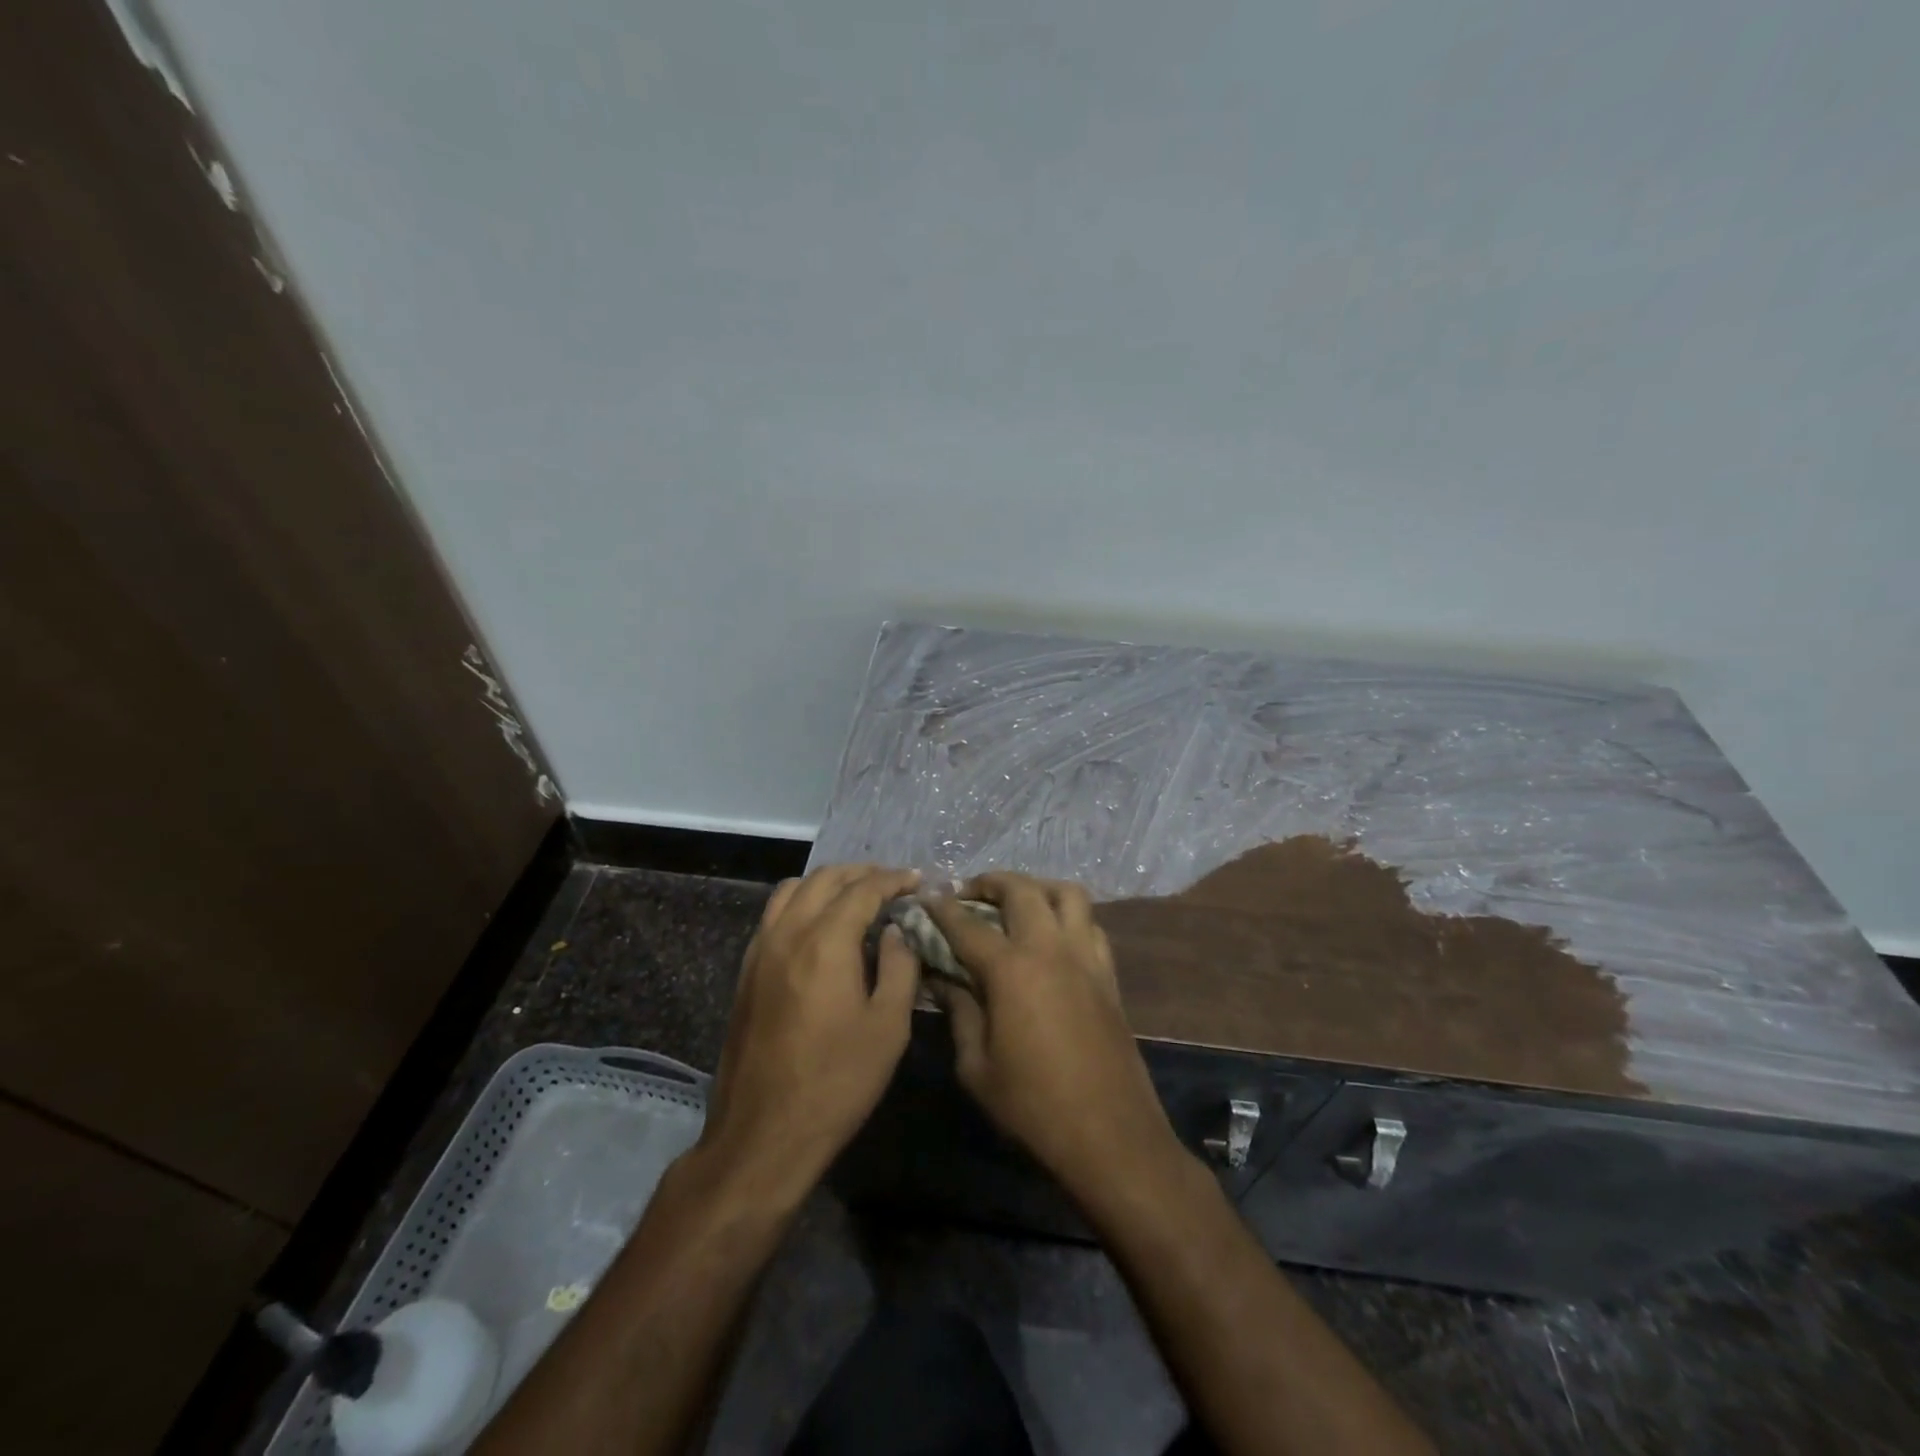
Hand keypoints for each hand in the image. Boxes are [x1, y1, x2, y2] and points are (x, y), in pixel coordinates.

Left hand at [700, 864, 921, 1200]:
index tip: (916, 880)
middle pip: (824, 879)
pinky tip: (820, 926)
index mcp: (825, 942)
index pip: (863, 890)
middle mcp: (788, 933)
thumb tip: (896, 932)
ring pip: (792, 890)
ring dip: (827, 883)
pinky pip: (774, 914)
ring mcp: (760, 950)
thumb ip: (899, 968)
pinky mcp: (746, 971)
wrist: (763, 1134)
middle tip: (891, 884)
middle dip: (861, 873)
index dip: (893, 880)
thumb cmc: (836, 1083)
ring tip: (856, 897)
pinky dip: (802, 902)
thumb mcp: (887, 1028)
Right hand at [923, 873, 1186, 1208]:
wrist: (1110, 1135)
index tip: (925, 897)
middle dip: (990, 882)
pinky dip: (1068, 916)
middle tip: (969, 893)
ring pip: (1067, 893)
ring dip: (1037, 887)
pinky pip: (1090, 924)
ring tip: (1016, 902)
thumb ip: (959, 1012)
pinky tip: (1053, 935)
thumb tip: (941, 978)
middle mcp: (1050, 948)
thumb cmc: (1033, 1106)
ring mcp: (1085, 957)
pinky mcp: (1108, 974)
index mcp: (1011, 969)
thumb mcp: (976, 1066)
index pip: (967, 924)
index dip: (942, 908)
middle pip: (1021, 890)